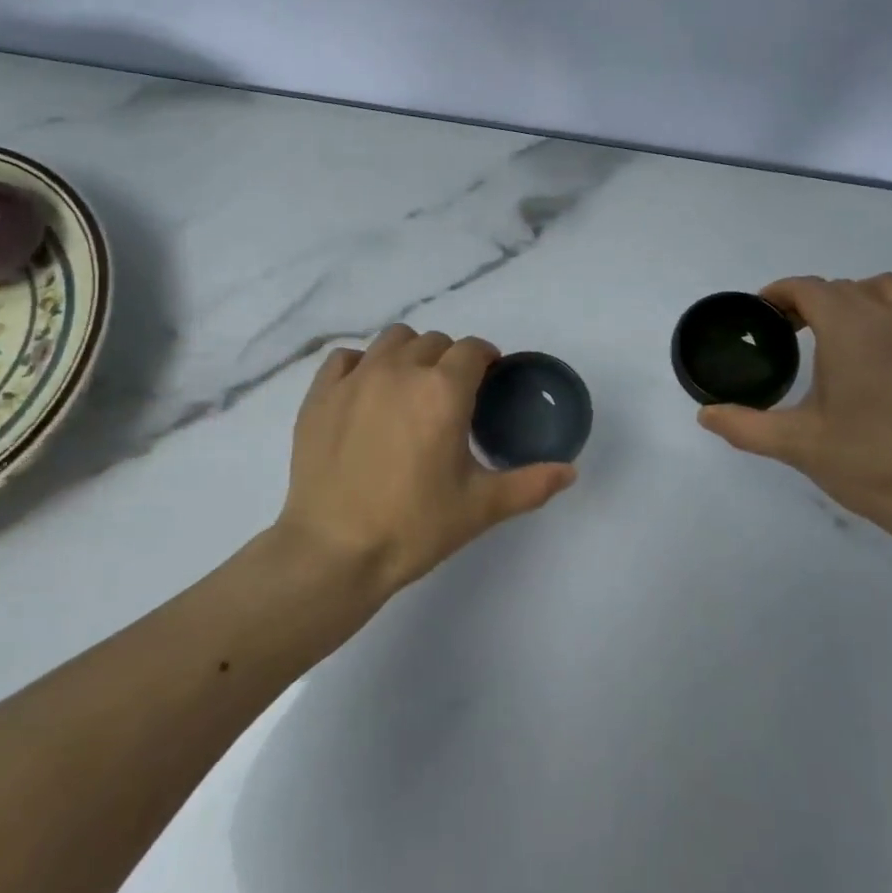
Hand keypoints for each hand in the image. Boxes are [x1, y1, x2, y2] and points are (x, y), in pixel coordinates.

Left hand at [278, 325, 577, 596]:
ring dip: (410, 354)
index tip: (488, 380)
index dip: (486, 359)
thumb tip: (571, 471)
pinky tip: (366, 393)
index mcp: (443, 391)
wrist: (333, 553)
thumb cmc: (413, 527)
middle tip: (451, 396)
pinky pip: (346, 358)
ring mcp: (355, 379)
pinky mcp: (320, 394)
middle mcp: (400, 371)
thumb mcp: (481, 508)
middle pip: (435, 341)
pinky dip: (362, 365)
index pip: (473, 349)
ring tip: (410, 388)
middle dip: (450, 359)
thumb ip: (531, 484)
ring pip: (392, 340)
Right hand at [696, 274, 891, 532]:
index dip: (779, 293)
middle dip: (810, 300)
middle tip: (788, 331)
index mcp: (849, 329)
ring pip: (883, 291)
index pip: (808, 288)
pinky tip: (875, 363)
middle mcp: (888, 320)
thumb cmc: (864, 462)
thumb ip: (743, 425)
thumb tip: (705, 415)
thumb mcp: (794, 443)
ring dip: (854, 299)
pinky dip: (885, 322)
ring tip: (836, 334)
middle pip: (841, 287)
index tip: (762, 314)